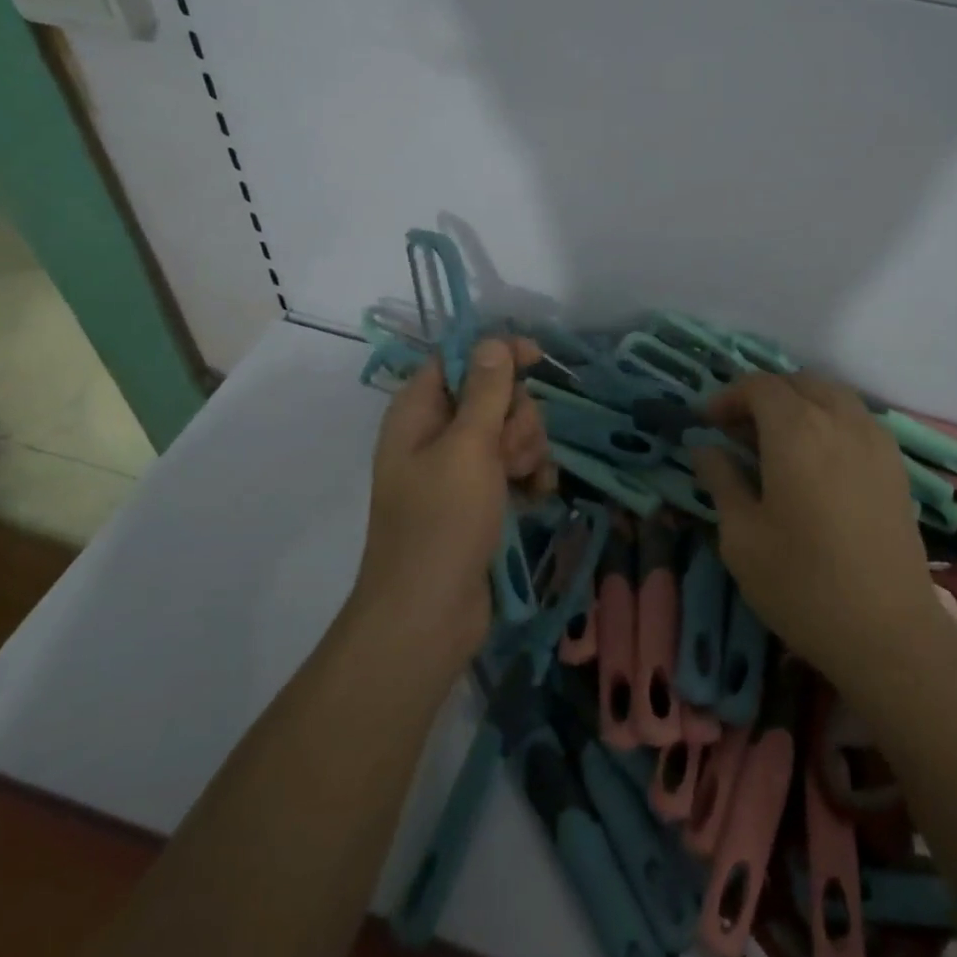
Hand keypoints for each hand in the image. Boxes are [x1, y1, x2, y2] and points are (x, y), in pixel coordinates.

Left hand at [358, 338, 556, 665]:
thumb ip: (486, 391)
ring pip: (510, 432)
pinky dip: (530, 477)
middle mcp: (436, 434)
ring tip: (523, 482)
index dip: (498, 354)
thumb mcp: (468, 448)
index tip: (537, 360)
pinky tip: (537, 498)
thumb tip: (493, 340)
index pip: (460, 359)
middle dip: (516, 418)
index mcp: (418, 412)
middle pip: (494, 395)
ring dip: (528, 450)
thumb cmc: (442, 523)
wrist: (429, 616)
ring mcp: (459, 468)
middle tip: (510, 454)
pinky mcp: (480, 498)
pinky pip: (515, 467)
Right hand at [693, 371, 936, 693]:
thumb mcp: (741, 536)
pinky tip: (818, 460)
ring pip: (832, 395)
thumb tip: (704, 449)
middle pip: (797, 382)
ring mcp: (875, 439)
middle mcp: (839, 420)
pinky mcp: (896, 465)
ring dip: (799, 403)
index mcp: (796, 430)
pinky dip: (830, 419)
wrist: (889, 632)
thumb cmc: (801, 584)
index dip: (728, 396)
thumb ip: (721, 480)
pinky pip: (857, 418)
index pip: (758, 385)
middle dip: (763, 396)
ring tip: (777, 441)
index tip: (708, 423)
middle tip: (738, 431)